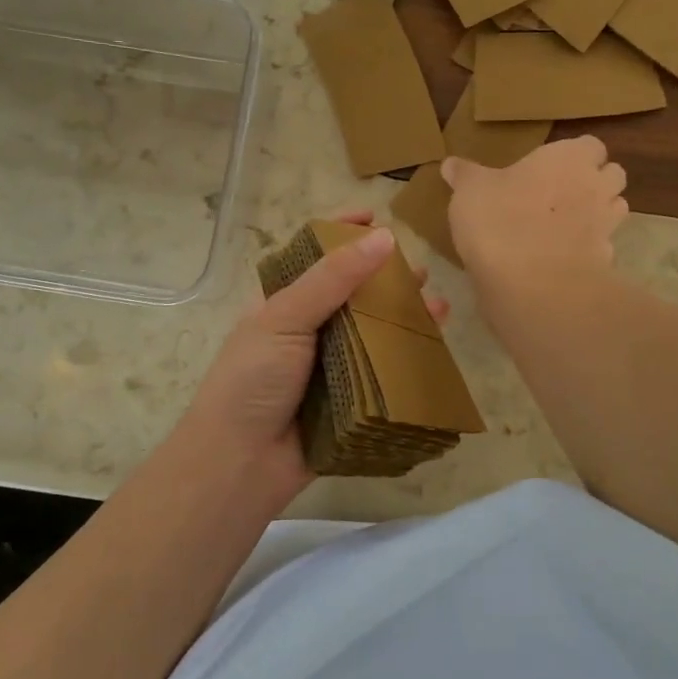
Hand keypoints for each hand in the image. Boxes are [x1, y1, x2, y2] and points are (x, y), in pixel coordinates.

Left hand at [173, 212, 448, 511]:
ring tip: (437, 304)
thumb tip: (383, 237)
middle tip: (420, 270)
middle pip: (353, 293)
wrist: (240, 463)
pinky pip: (383, 371)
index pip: (314, 255)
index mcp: (282, 303)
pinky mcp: (349, 399)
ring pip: (374, 332)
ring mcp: (329, 366)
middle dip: (386, 278)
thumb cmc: (252, 380)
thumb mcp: (284, 318)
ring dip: (404, 316)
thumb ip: (332, 279)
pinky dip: (408, 357)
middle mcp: (307, 330)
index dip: (342, 231)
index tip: (375, 215)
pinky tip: (434, 346)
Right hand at [441, 136, 627, 291]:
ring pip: (615, 210)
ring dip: (598, 214)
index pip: (591, 146)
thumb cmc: (500, 220)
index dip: (575, 155)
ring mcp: (606, 225)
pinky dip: (589, 251)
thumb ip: (464, 175)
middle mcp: (595, 186)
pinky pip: (602, 248)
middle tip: (562, 194)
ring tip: (566, 225)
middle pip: (613, 175)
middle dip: (595, 182)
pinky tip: (563, 259)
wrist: (532, 284)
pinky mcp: (605, 261)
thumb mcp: (470, 191)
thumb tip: (450, 164)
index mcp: (569, 158)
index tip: (552, 167)